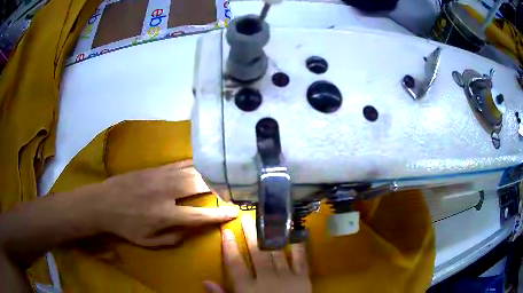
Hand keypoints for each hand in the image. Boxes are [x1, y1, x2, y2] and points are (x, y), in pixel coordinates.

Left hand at [77, 162, 238, 246]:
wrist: (102, 203)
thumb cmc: (125, 226)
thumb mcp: (148, 242)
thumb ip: (172, 239)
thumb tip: (190, 230)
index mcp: (164, 215)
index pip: (199, 215)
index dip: (219, 214)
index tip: (235, 212)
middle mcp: (165, 193)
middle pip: (198, 185)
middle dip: (219, 186)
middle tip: (233, 187)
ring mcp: (159, 177)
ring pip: (189, 170)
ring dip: (208, 172)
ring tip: (222, 173)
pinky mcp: (153, 168)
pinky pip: (177, 163)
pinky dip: (192, 163)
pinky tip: (201, 163)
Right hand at [204, 215, 311, 292]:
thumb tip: (205, 281)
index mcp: (249, 288)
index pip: (235, 265)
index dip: (229, 247)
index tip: (226, 231)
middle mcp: (266, 279)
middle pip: (256, 253)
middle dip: (250, 235)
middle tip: (246, 217)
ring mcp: (287, 277)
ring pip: (276, 252)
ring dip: (270, 236)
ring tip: (266, 220)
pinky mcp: (303, 278)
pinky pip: (301, 259)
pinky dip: (299, 246)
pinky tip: (297, 233)